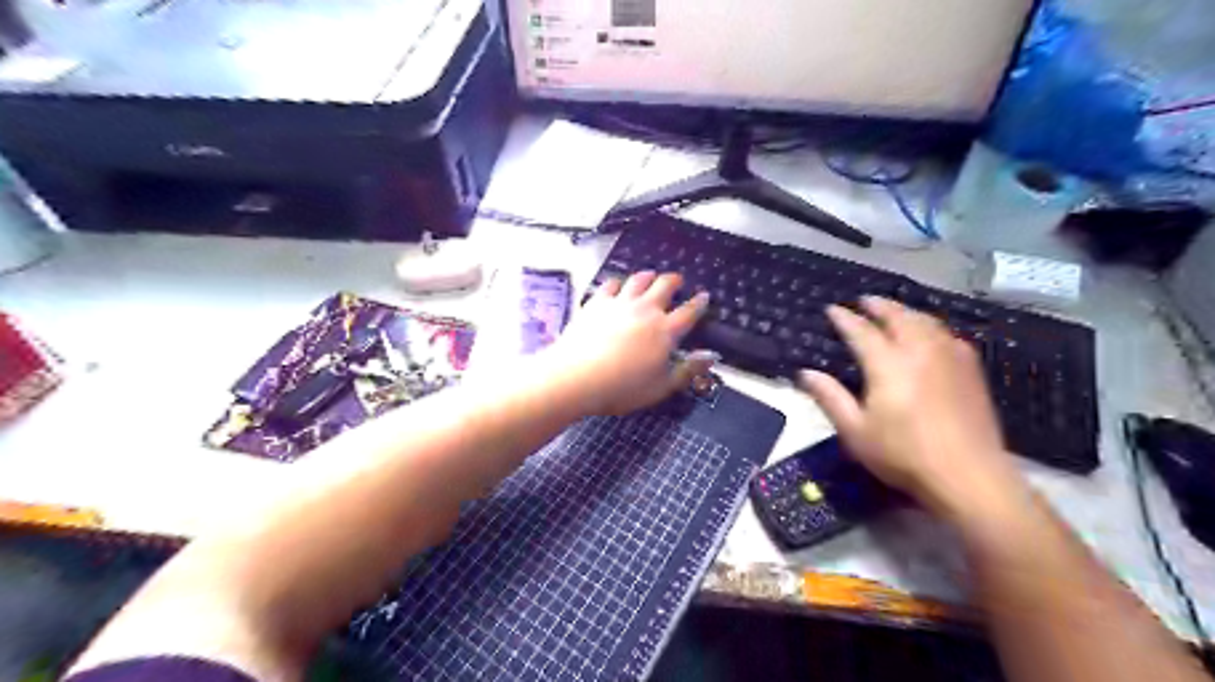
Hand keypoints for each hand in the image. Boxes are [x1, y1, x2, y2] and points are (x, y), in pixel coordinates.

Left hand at [547, 272, 714, 414]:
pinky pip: (610, 285)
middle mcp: (646, 310)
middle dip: (673, 281)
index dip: (699, 303)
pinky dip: (617, 283)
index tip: (704, 295)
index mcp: (665, 331)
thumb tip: (711, 356)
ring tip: (650, 275)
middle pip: (664, 286)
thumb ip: (688, 370)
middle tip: (677, 280)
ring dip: (647, 276)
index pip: (689, 311)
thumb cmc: (623, 388)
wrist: (577, 377)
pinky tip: (616, 285)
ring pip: (638, 280)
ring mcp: (620, 303)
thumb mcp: (662, 386)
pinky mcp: (596, 303)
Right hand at [800, 297, 1022, 515]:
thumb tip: (805, 373)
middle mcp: (920, 351)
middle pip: (898, 317)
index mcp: (888, 364)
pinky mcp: (970, 370)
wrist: (968, 475)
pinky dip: (931, 326)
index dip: (845, 318)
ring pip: (925, 321)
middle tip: (864, 301)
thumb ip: (830, 397)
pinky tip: (929, 334)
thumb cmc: (903, 455)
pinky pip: (947, 335)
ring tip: (893, 311)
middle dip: (878, 306)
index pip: (861, 331)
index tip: (832, 310)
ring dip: (905, 311)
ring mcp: (949, 357)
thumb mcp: (855, 431)